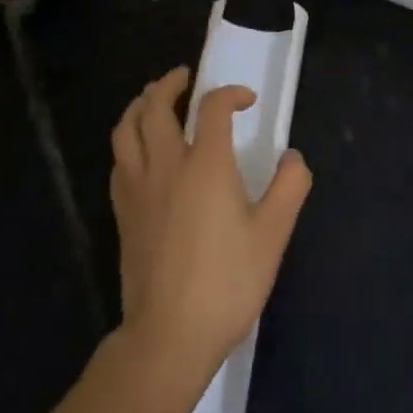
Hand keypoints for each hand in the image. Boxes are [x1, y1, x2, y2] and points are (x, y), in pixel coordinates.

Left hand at [109, 67, 312, 382]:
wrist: (170, 336)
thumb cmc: (227, 281)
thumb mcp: (273, 233)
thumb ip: (290, 186)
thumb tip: (293, 156)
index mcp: (206, 165)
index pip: (213, 107)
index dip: (231, 94)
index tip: (247, 101)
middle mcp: (166, 166)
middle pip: (155, 106)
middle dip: (170, 84)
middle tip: (185, 76)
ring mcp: (138, 189)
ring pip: (126, 129)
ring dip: (139, 105)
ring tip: (153, 99)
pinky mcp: (123, 213)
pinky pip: (119, 160)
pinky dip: (129, 141)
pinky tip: (141, 150)